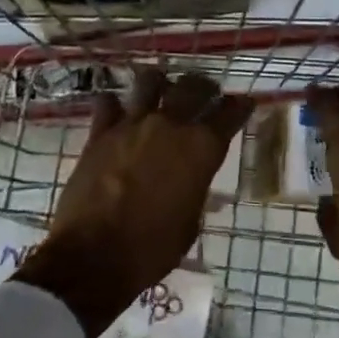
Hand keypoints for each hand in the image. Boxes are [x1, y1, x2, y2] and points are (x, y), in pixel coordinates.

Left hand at [16, 70, 252, 337]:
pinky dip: (114, 104)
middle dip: (203, 86)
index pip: (229, 114)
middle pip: (192, 87)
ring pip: (149, 82)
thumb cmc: (152, 249)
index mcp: (201, 150)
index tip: (244, 102)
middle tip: (205, 90)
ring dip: (158, 82)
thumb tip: (191, 182)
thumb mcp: (189, 224)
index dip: (239, 107)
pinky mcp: (99, 133)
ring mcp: (132, 125)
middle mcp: (170, 126)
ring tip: (160, 88)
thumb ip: (194, 190)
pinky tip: (116, 111)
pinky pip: (107, 103)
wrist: (94, 255)